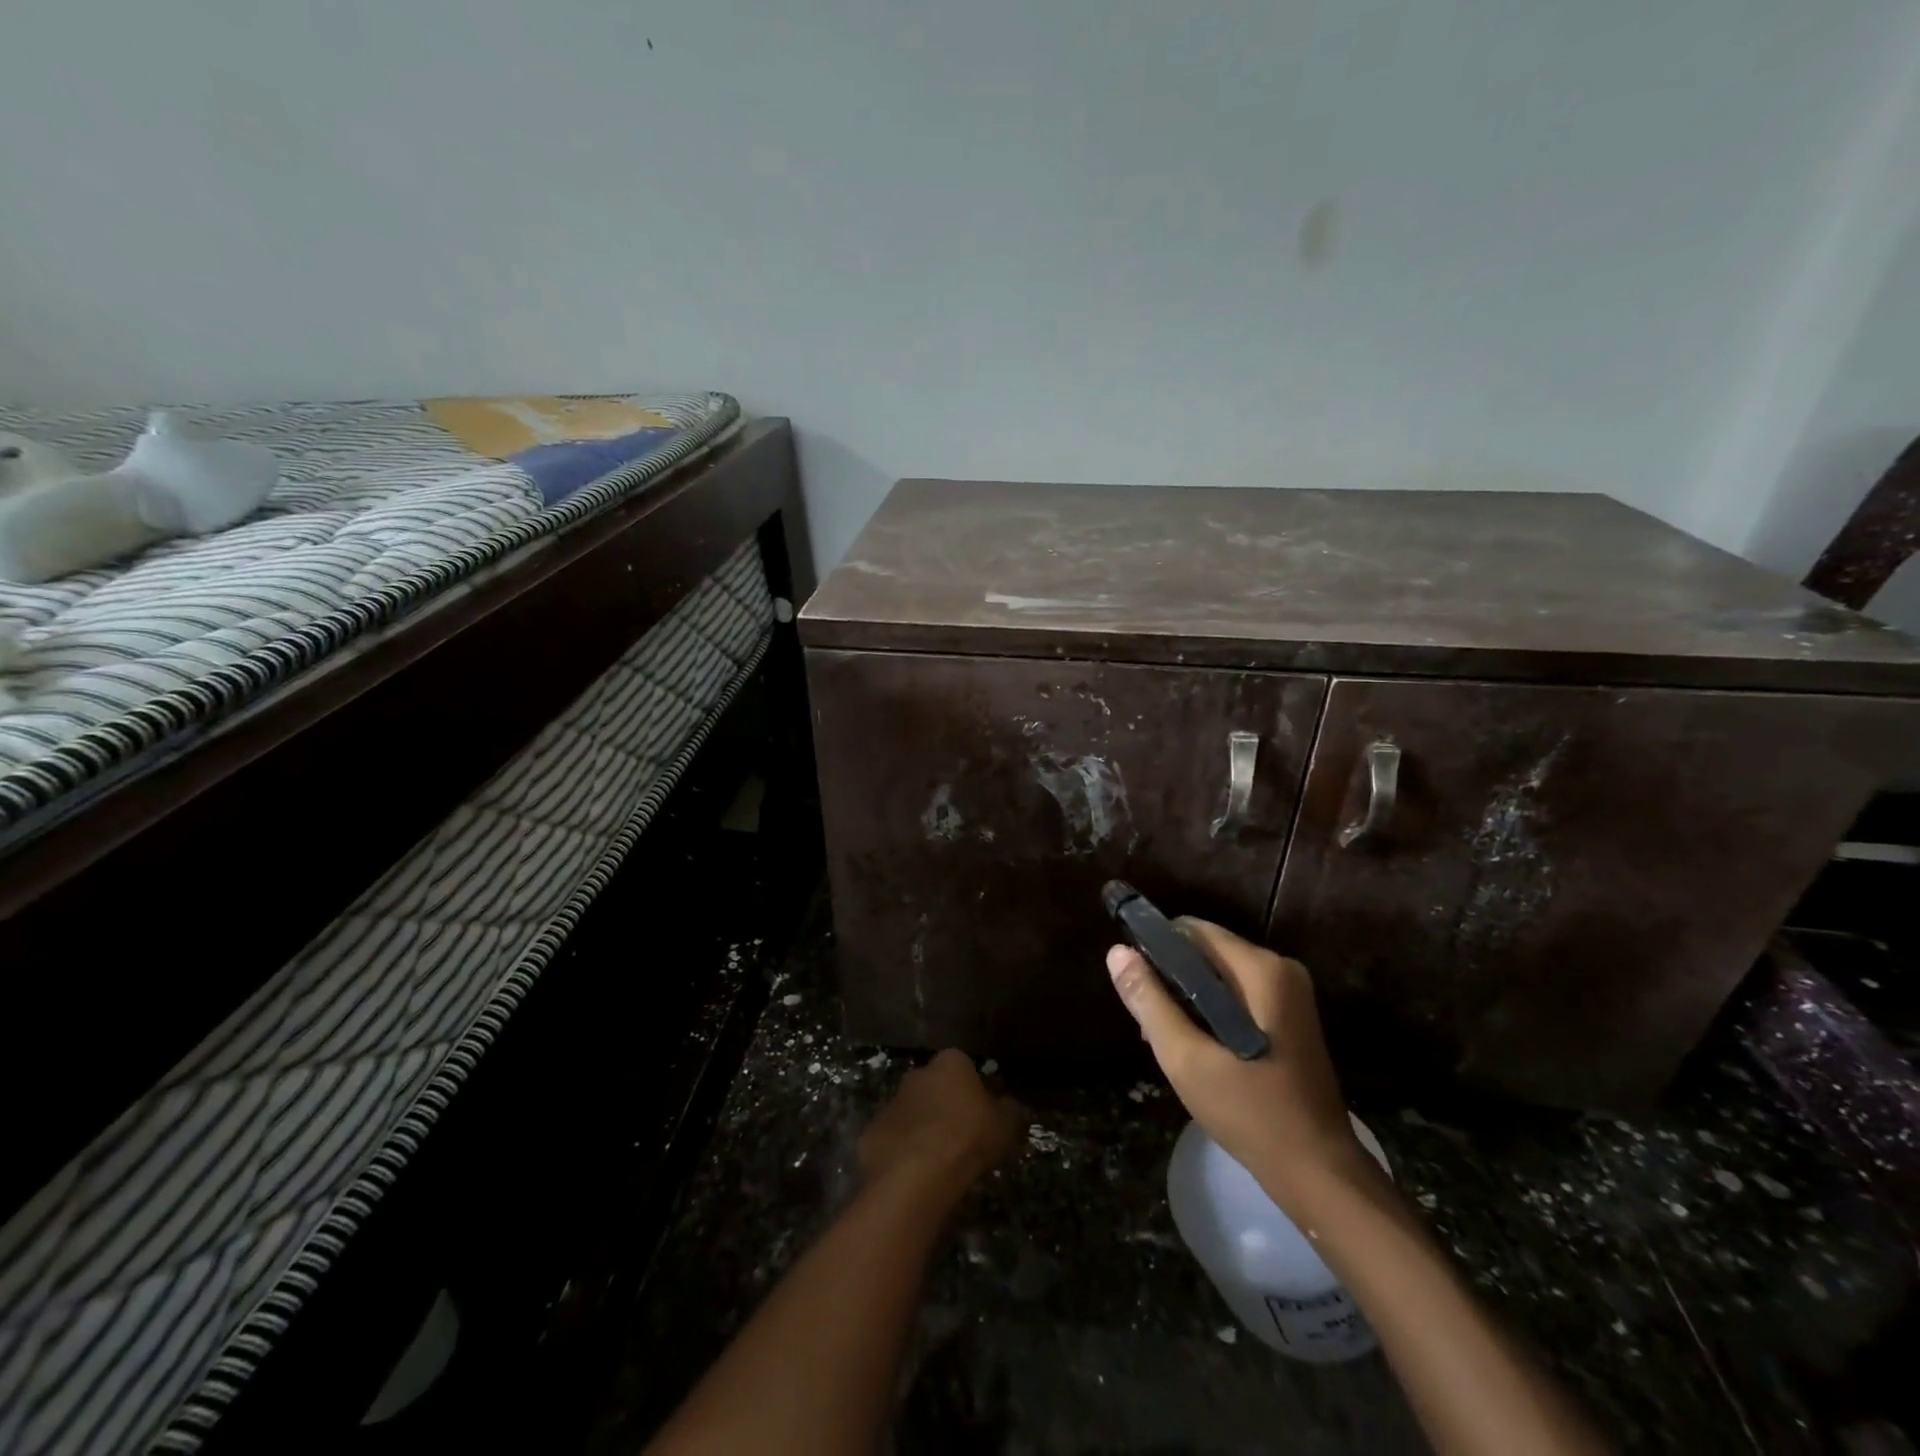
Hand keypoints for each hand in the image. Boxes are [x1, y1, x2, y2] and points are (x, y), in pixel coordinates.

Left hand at [858, 1049, 1019, 1199]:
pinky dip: (903, 1151)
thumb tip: (1010, 1106)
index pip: (966, 1068)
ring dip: (923, 1128)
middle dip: (946, 1107)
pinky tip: (915, 1174)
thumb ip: (1010, 1110)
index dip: (976, 1092)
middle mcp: (918, 1073)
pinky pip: (894, 1138)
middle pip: (936, 1087)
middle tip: (962, 1138)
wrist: (916, 1173)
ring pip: (913, 1112)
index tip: (984, 1116)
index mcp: (950, 1062)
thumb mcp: (1006, 1125)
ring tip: (939, 1161)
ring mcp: (892, 1101)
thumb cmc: (967, 1138)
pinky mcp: (872, 1131)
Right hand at [1107, 920, 1372, 1210]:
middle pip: (1206, 952)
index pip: (1192, 930)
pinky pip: (1238, 996)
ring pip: (1220, 976)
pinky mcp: (1291, 1018)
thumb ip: (1150, 1001)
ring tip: (1170, 1045)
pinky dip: (1212, 1013)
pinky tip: (1199, 1051)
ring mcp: (1291, 994)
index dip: (1156, 949)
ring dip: (1189, 1000)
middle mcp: (1281, 968)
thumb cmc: (1250, 1112)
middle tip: (1152, 1029)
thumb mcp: (1186, 1058)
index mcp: (1261, 968)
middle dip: (1172, 981)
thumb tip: (1117, 952)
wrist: (1319, 1173)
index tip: (1136, 987)